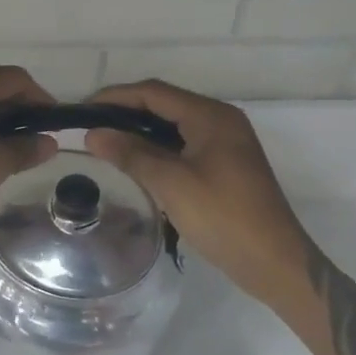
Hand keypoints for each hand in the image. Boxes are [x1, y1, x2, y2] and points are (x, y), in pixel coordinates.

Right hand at [83, 80, 311, 307]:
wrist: (273, 262)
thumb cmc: (222, 217)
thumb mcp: (171, 184)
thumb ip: (131, 154)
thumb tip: (93, 134)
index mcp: (211, 116)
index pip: (154, 92)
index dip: (115, 97)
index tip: (82, 111)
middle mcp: (220, 120)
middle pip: (164, 104)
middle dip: (125, 112)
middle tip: (90, 128)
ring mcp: (225, 143)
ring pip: (172, 126)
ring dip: (139, 132)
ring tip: (105, 144)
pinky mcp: (224, 164)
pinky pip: (183, 144)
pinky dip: (156, 148)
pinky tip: (135, 163)